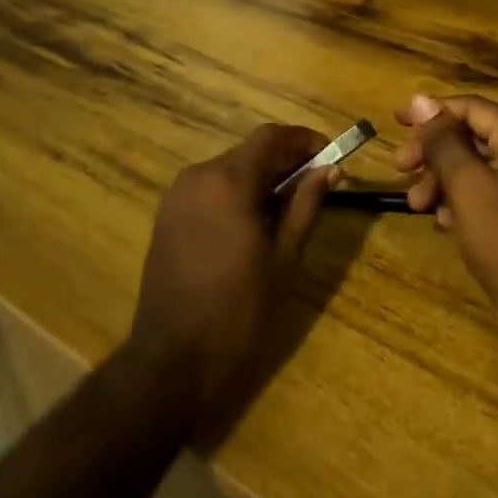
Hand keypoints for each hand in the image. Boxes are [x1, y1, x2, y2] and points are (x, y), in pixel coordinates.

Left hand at [128, 124, 337, 416]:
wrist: (174, 360)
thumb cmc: (239, 311)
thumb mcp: (284, 258)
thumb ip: (306, 206)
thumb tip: (331, 170)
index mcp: (227, 181)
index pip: (271, 137)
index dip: (304, 140)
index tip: (331, 157)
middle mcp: (197, 176)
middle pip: (249, 152)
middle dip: (285, 162)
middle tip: (317, 186)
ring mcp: (176, 197)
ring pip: (229, 170)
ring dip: (261, 178)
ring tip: (290, 209)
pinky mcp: (166, 217)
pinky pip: (209, 190)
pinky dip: (236, 193)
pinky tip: (254, 223)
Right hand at [395, 94, 497, 365]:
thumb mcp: (467, 185)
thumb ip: (442, 141)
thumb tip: (420, 100)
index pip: (471, 108)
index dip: (430, 112)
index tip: (395, 122)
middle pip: (470, 137)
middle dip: (433, 153)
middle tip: (401, 169)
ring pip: (473, 167)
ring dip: (441, 181)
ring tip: (417, 205)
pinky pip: (484, 193)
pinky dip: (459, 202)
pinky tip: (443, 223)